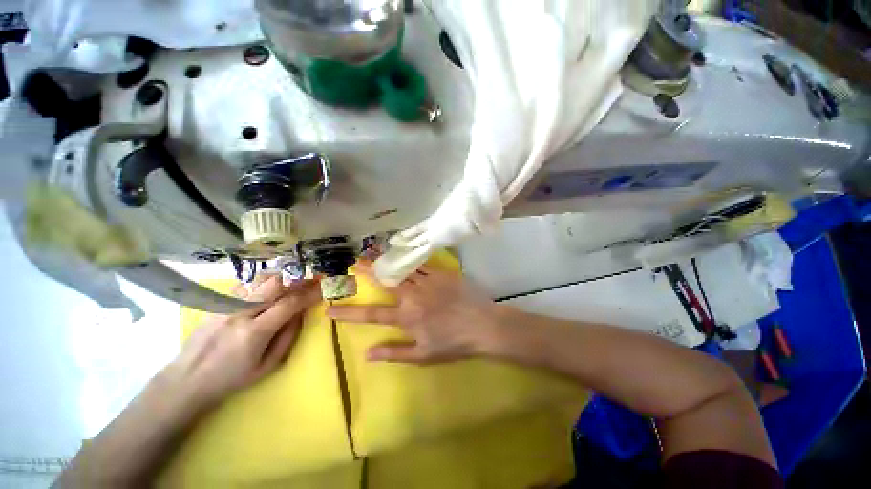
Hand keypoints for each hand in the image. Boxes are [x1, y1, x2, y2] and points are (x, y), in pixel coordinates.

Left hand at [161, 276, 321, 413]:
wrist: (187, 380)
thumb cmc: (231, 379)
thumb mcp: (267, 367)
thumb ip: (288, 338)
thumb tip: (300, 314)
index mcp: (255, 332)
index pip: (289, 303)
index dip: (309, 294)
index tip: (322, 287)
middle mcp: (240, 313)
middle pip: (273, 283)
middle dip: (295, 280)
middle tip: (309, 280)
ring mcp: (226, 306)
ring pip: (258, 280)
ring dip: (279, 280)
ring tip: (289, 285)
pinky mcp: (216, 304)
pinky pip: (245, 286)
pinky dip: (260, 285)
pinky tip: (265, 292)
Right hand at [326, 262, 504, 363]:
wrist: (483, 325)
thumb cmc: (453, 343)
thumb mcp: (423, 356)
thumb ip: (394, 353)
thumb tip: (367, 353)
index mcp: (406, 317)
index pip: (371, 314)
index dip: (349, 312)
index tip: (330, 308)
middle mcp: (412, 296)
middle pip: (385, 282)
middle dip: (367, 272)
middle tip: (352, 263)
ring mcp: (427, 281)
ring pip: (401, 269)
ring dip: (385, 261)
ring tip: (371, 252)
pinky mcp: (440, 273)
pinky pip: (421, 264)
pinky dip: (408, 259)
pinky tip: (401, 252)